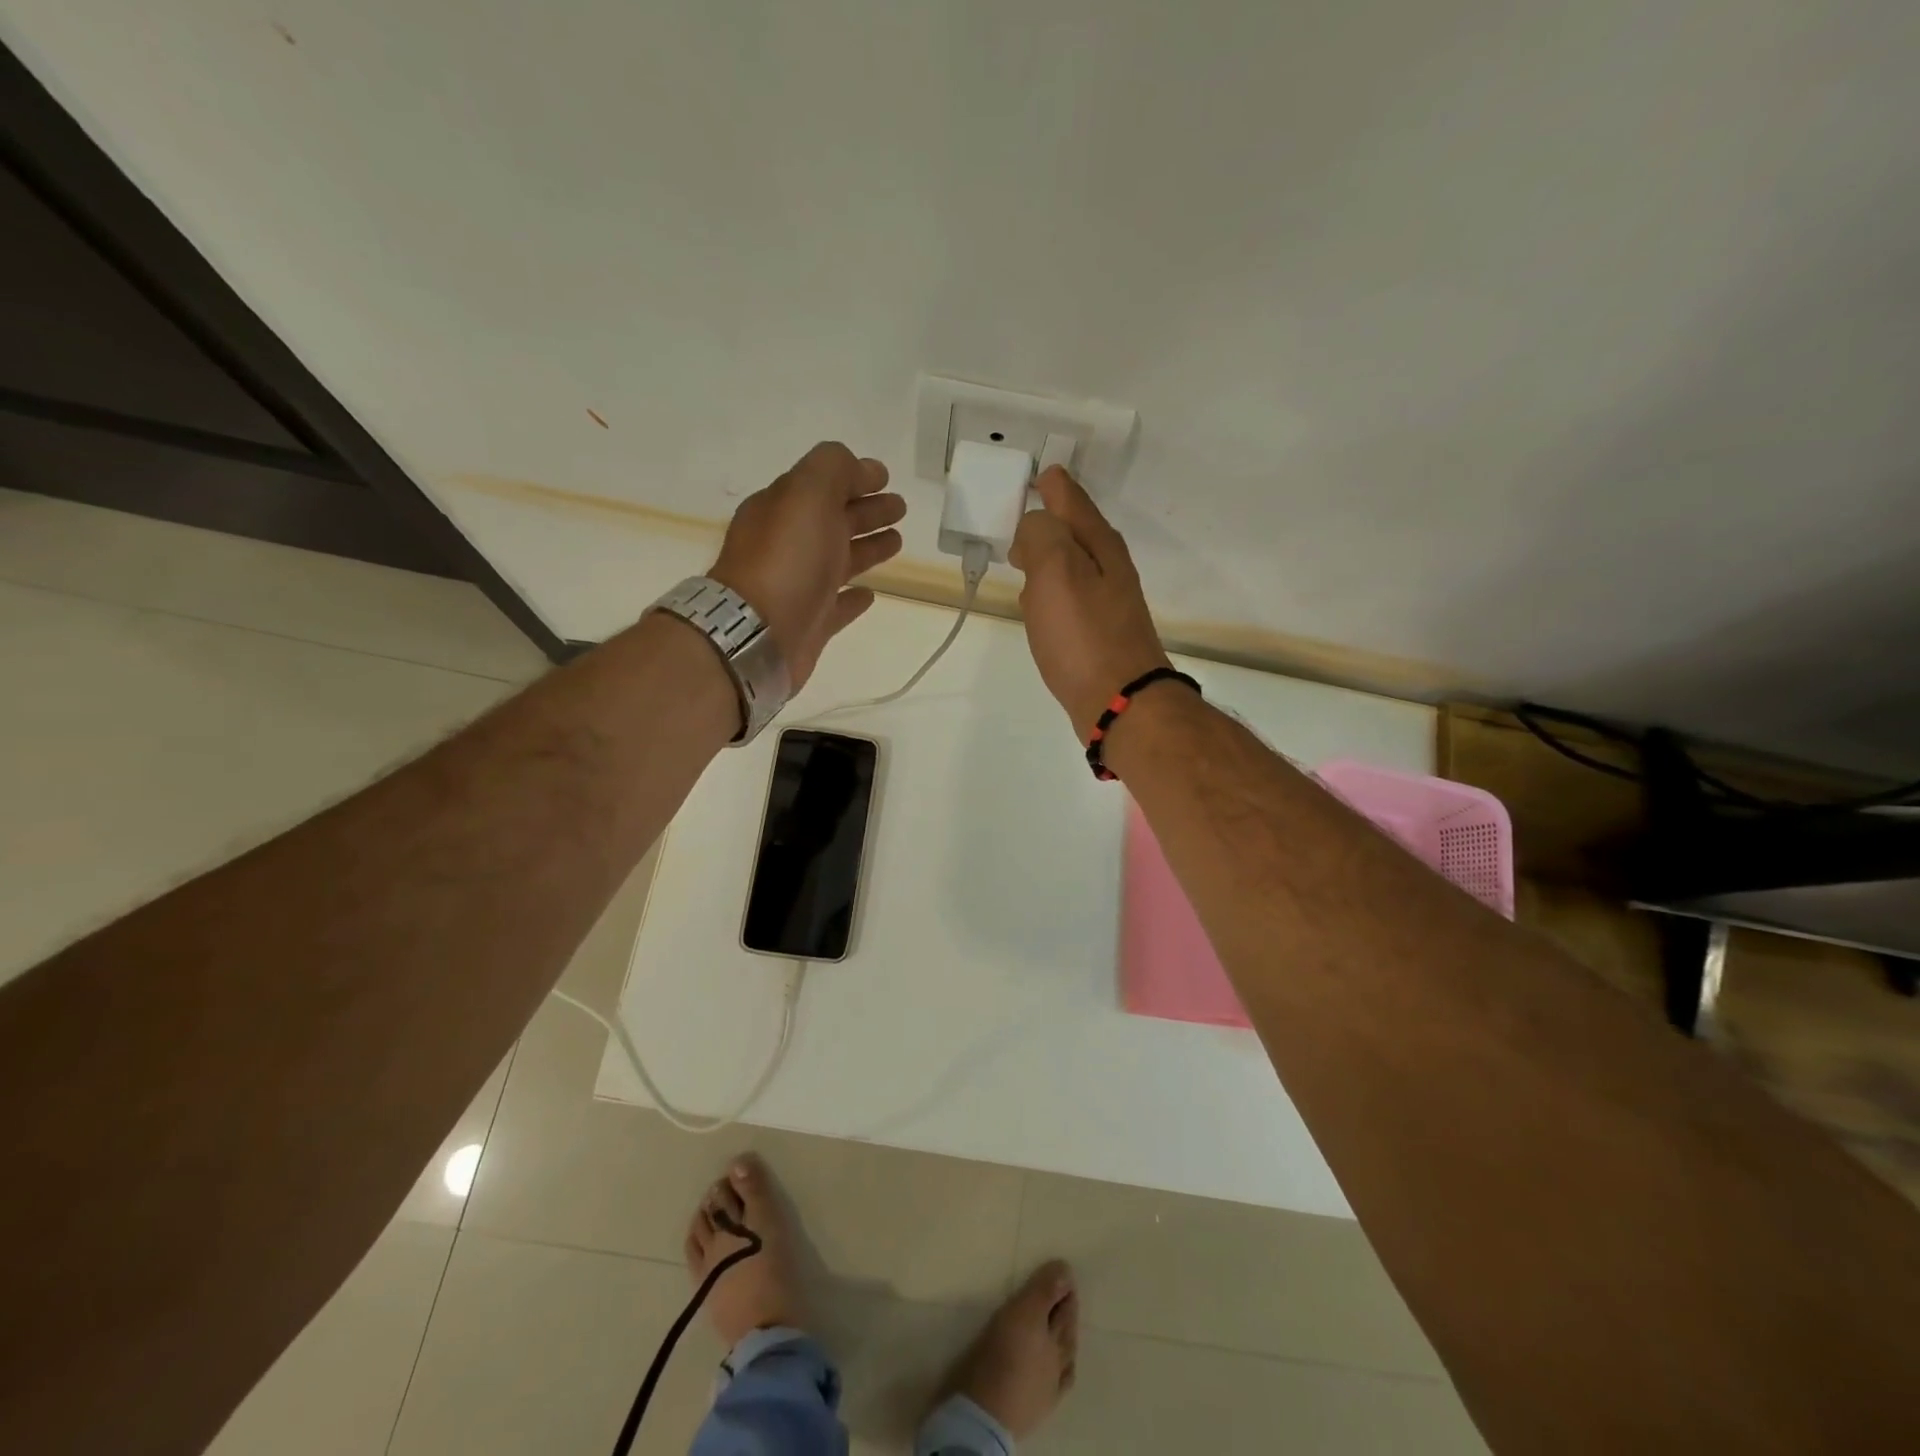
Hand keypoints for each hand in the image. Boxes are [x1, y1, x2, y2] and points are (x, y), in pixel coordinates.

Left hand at [709, 442, 904, 688]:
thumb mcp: (808, 494)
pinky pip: (836, 605)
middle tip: (900, 508)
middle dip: (867, 510)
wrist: (758, 634)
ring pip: (839, 560)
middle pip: (833, 520)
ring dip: (867, 548)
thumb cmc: (786, 560)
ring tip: (897, 542)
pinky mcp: (810, 624)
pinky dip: (853, 598)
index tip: (885, 478)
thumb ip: (832, 469)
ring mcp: (798, 586)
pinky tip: (870, 594)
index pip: (822, 485)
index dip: (854, 477)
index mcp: (783, 510)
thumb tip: (858, 468)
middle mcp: (788, 545)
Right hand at [1009, 466, 1170, 738]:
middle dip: (1046, 520)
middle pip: (1072, 530)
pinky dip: (1050, 593)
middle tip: (1015, 520)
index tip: (1031, 476)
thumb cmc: (1083, 635)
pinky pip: (1069, 598)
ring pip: (1070, 565)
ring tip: (1020, 559)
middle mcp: (1108, 566)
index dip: (1049, 483)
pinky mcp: (1098, 632)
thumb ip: (1041, 535)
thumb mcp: (1056, 571)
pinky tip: (1037, 608)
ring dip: (1046, 558)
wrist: (1120, 702)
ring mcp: (1106, 601)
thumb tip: (1033, 525)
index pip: (1070, 497)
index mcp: (1098, 544)